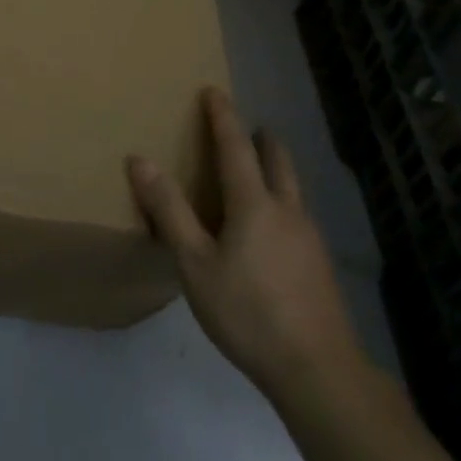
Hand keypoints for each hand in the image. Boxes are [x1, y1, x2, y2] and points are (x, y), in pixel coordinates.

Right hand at [128, 89, 364, 403]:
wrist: (318, 370)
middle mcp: (287, 210)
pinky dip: (282, 201)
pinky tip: (273, 229)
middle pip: (277, 160)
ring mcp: (309, 237)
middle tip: (248, 128)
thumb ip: (169, 210)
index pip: (235, 146)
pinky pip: (297, 214)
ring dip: (275, 169)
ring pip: (292, 187)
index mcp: (254, 203)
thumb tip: (140, 160)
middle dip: (261, 139)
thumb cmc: (247, 312)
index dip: (223, 116)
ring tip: (259, 172)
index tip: (214, 90)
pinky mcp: (320, 264)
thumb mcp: (195, 264)